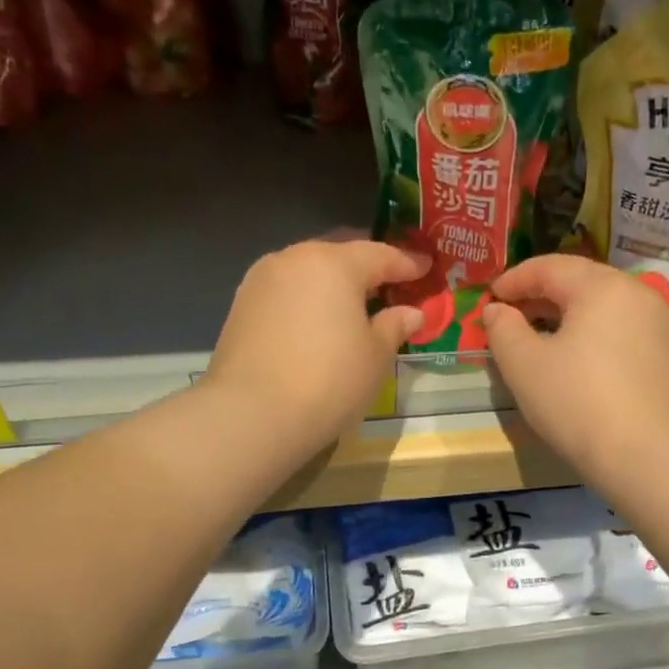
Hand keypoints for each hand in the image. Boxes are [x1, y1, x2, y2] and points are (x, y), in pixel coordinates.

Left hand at [208, 239, 427, 445]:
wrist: (253, 414)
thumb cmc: (329, 380)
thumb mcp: (375, 357)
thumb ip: (394, 326)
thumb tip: (410, 312)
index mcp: (334, 263)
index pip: (381, 254)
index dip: (408, 262)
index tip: (427, 267)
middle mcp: (294, 259)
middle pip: (340, 254)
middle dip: (367, 267)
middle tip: (391, 283)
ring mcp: (262, 280)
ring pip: (308, 271)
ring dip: (333, 283)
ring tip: (353, 305)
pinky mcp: (241, 306)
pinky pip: (287, 292)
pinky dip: (308, 300)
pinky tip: (318, 322)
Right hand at [482, 256, 668, 485]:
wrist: (647, 457)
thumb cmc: (577, 404)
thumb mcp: (524, 366)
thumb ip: (503, 329)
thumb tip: (497, 310)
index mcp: (602, 287)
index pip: (550, 267)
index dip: (514, 280)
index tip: (489, 299)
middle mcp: (637, 294)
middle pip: (580, 282)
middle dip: (541, 296)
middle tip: (510, 318)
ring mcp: (658, 324)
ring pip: (603, 307)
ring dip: (567, 316)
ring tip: (540, 339)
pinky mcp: (667, 355)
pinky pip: (622, 331)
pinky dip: (593, 335)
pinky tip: (577, 361)